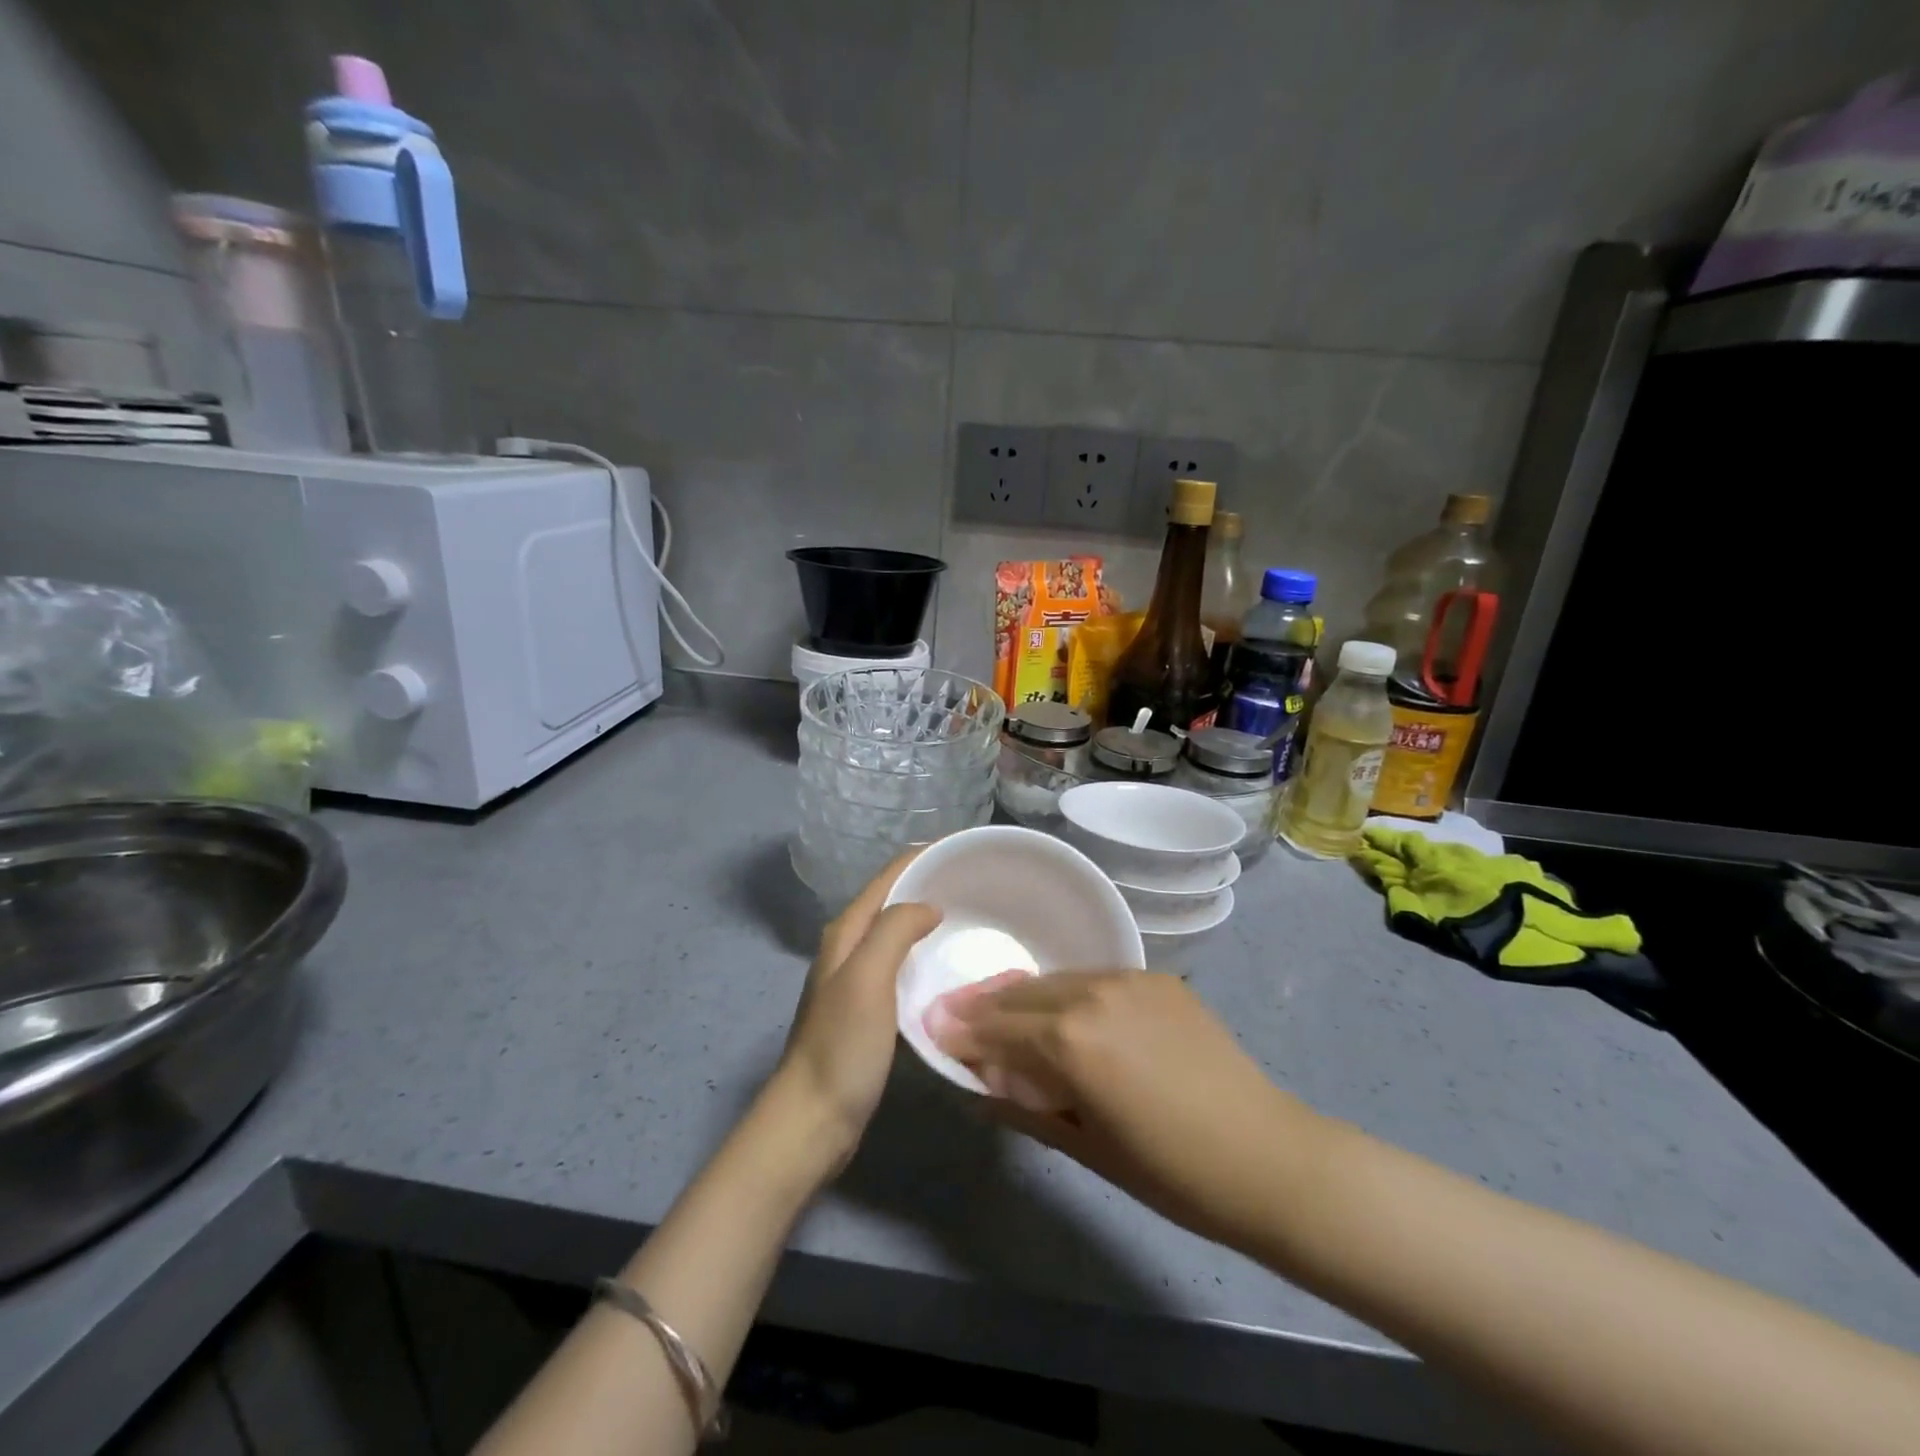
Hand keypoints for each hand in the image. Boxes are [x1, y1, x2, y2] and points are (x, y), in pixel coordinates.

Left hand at [766, 855, 940, 1177]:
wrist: (813, 1119)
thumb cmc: (841, 1046)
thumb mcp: (868, 979)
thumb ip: (894, 931)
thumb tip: (929, 905)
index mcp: (846, 932)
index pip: (887, 877)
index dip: (922, 857)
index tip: (964, 850)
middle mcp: (849, 948)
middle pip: (892, 900)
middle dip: (929, 884)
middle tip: (978, 883)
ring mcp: (857, 980)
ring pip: (897, 933)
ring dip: (928, 919)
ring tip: (972, 917)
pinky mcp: (868, 1010)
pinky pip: (901, 965)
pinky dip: (925, 954)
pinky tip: (949, 966)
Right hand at [928, 971, 1325, 1251]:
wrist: (1267, 1156)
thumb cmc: (1171, 1173)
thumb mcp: (1085, 1146)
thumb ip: (1023, 1105)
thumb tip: (977, 1084)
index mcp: (1070, 1041)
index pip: (997, 1028)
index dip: (962, 1030)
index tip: (932, 1027)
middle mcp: (1092, 994)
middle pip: (1021, 994)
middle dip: (985, 1005)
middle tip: (954, 1011)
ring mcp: (1128, 979)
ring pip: (1057, 980)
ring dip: (1025, 995)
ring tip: (1002, 1008)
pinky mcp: (1157, 978)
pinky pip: (1096, 980)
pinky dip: (1069, 993)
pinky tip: (1065, 1013)